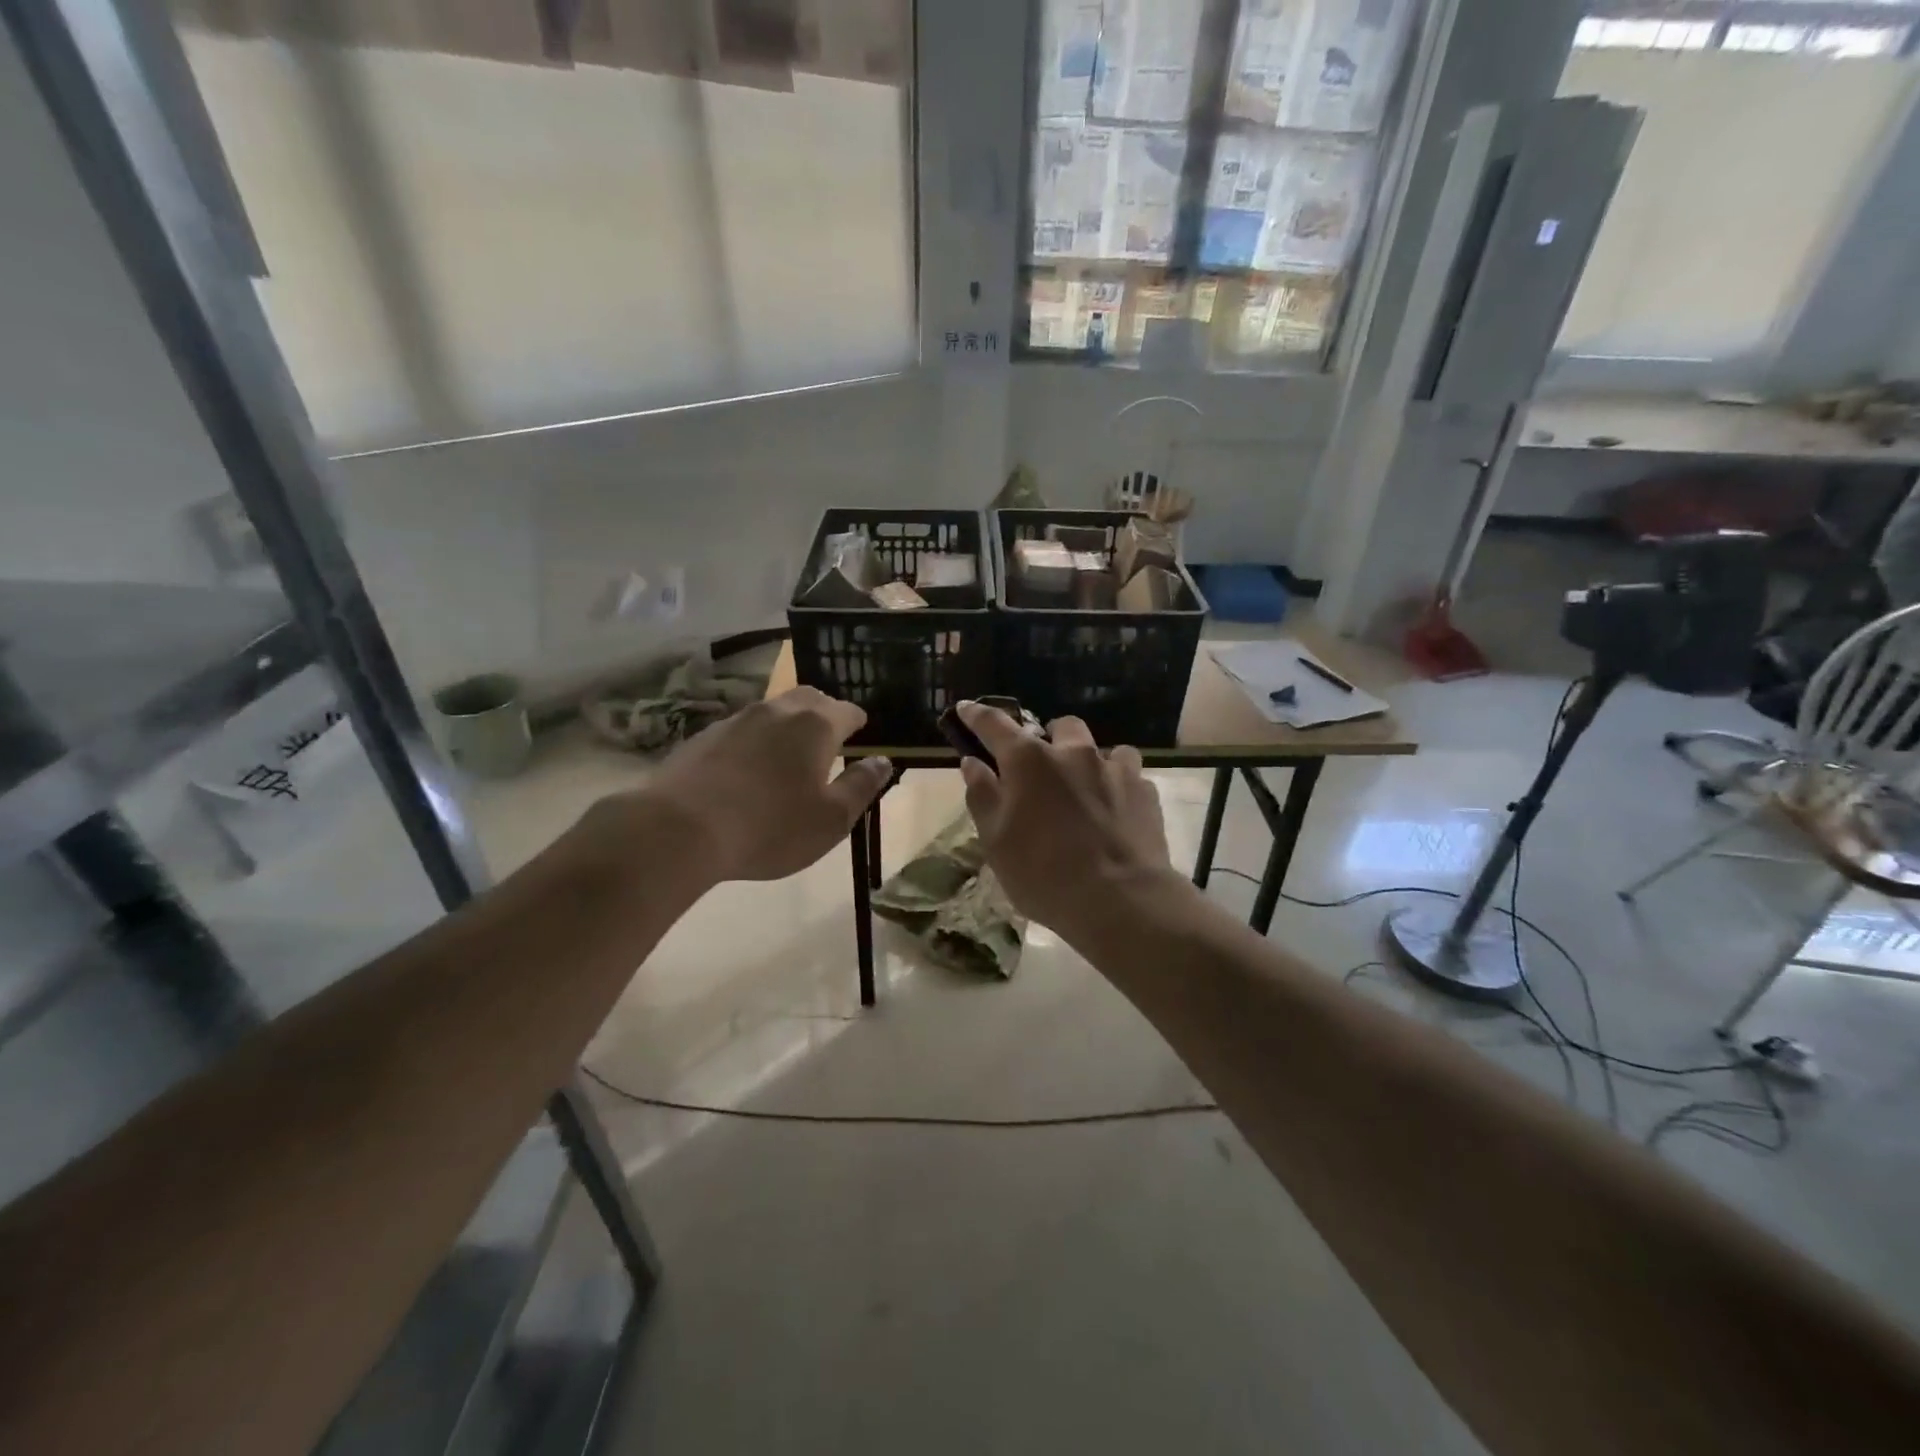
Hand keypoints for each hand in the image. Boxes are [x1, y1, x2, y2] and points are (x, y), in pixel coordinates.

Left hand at [590, 688, 891, 886]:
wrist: (679, 829)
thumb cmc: (770, 827)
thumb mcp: (831, 819)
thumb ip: (861, 786)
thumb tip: (882, 761)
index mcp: (816, 726)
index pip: (848, 711)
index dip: (859, 724)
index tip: (861, 739)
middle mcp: (778, 711)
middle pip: (810, 699)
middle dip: (825, 714)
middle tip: (829, 742)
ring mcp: (737, 720)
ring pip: (773, 711)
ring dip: (788, 726)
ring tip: (788, 757)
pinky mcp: (705, 736)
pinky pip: (742, 729)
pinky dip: (756, 741)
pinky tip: (748, 771)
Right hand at [956, 702, 1172, 937]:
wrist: (1120, 901)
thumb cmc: (1044, 874)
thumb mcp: (996, 841)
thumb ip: (983, 795)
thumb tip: (972, 762)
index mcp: (1029, 761)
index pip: (995, 724)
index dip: (977, 715)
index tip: (966, 709)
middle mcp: (1073, 753)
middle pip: (1061, 726)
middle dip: (1049, 738)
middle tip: (1042, 767)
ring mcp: (1114, 769)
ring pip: (1102, 748)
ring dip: (1088, 761)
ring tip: (1084, 789)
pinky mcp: (1145, 791)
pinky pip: (1129, 775)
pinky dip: (1117, 786)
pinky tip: (1114, 811)